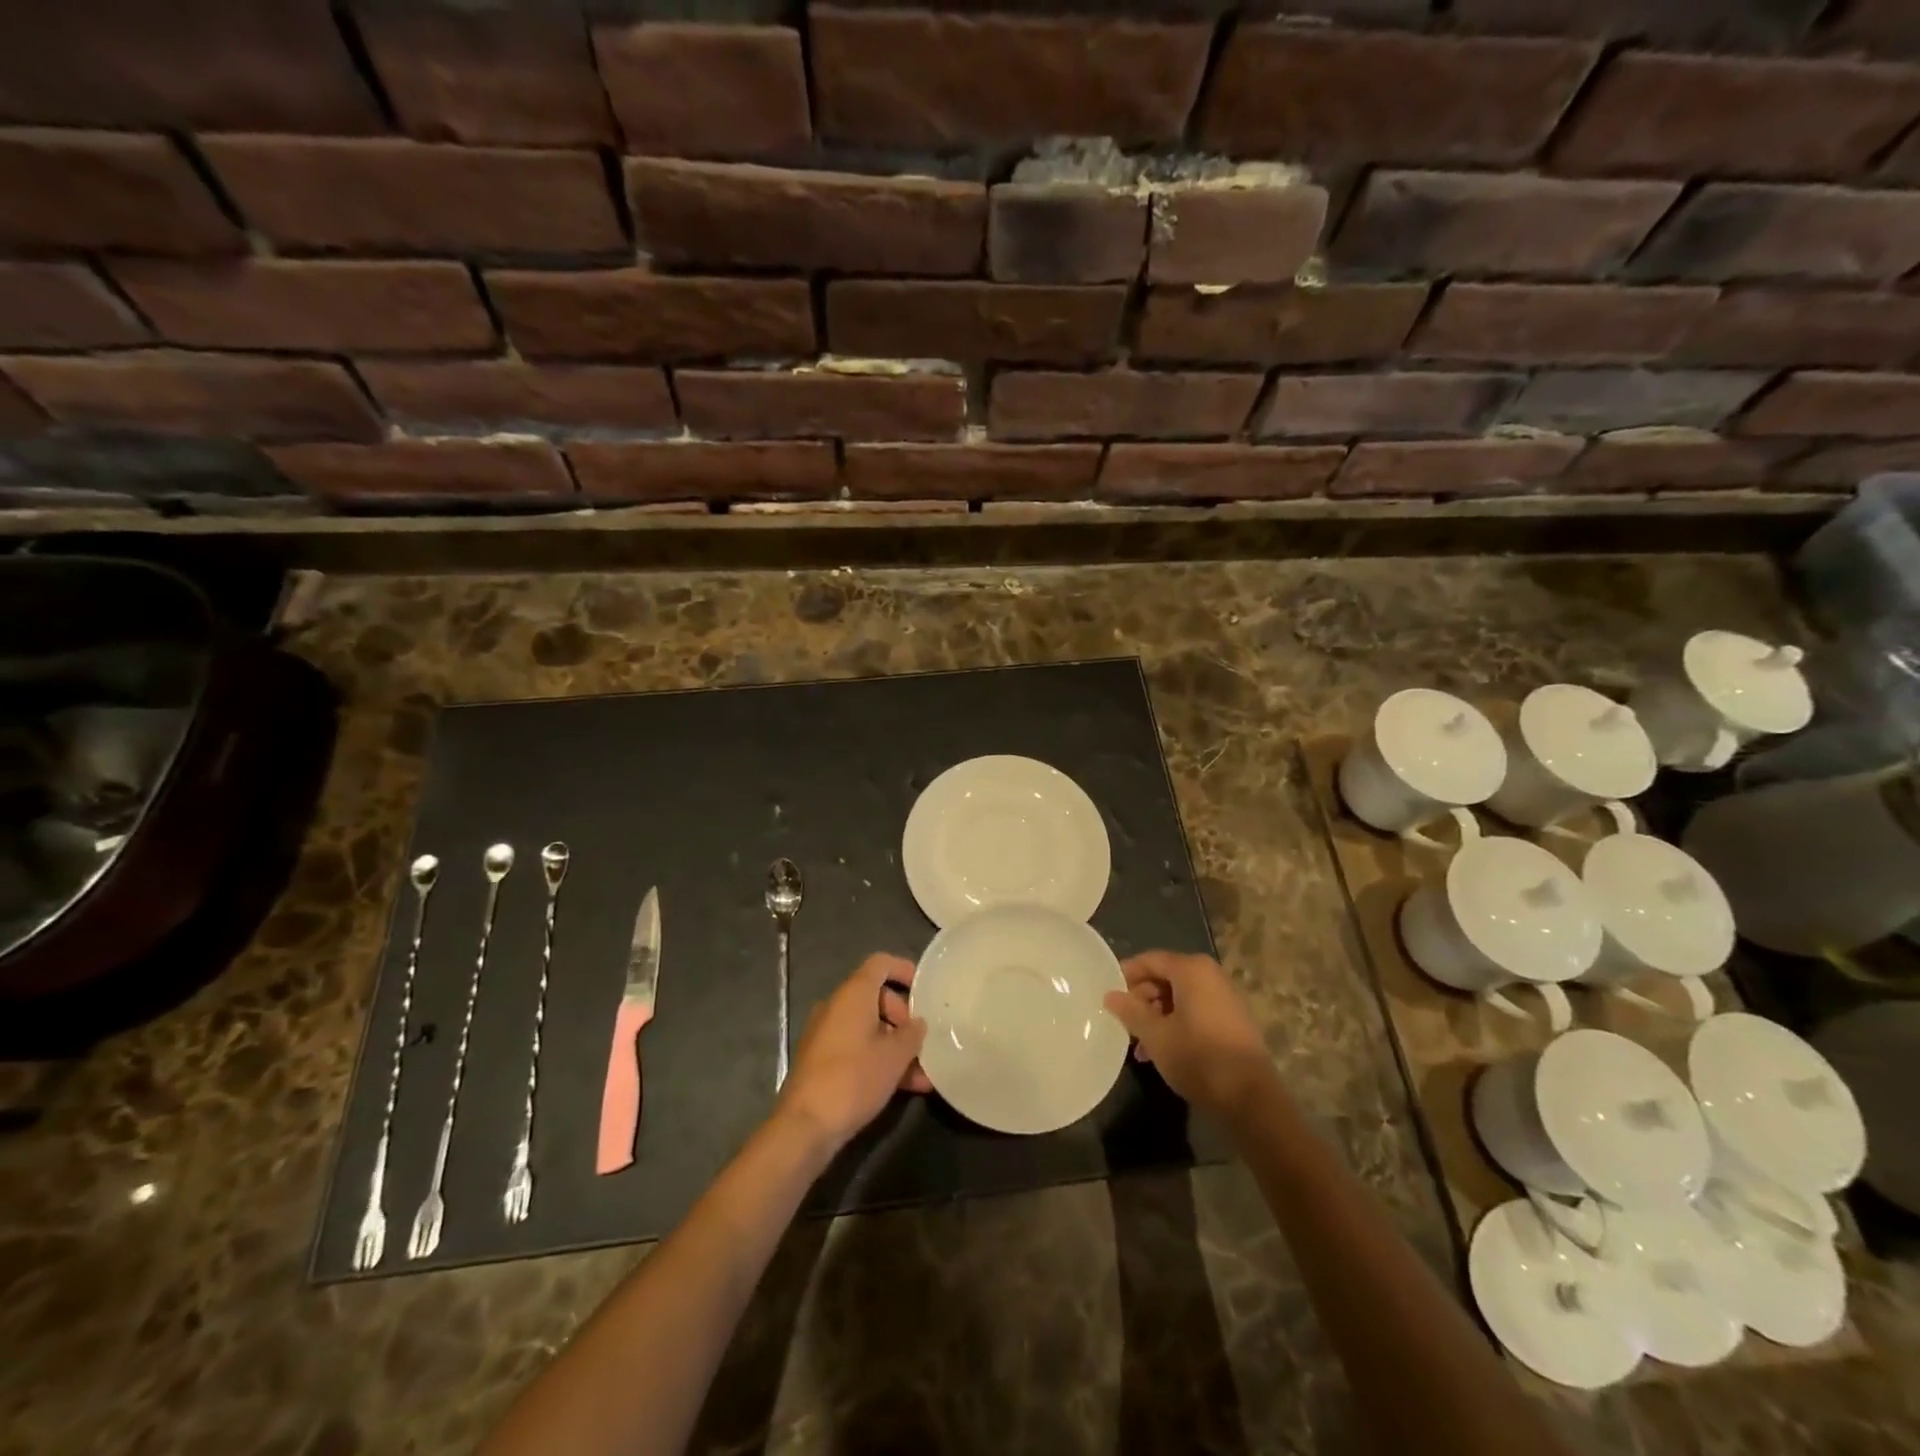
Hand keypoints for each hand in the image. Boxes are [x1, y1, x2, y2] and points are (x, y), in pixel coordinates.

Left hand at [777, 953, 930, 1148]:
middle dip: (903, 1017)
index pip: (880, 964)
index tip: (925, 988)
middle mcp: (836, 1007)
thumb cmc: (853, 1078)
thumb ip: (912, 1034)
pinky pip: (857, 1048)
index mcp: (852, 994)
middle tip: (922, 1041)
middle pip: (876, 997)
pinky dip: (880, 1059)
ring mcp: (826, 1034)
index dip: (904, 970)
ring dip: (896, 1045)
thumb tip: (917, 1023)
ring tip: (924, 1073)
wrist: (805, 1125)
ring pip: (869, 1028)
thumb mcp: (894, 1056)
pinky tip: (906, 1087)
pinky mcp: (822, 1060)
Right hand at [1103, 951, 1276, 1118]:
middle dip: (1142, 999)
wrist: (1251, 1098)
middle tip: (1123, 1022)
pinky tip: (1161, 1051)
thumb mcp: (1156, 1036)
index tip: (1108, 995)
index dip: (1126, 975)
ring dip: (1156, 1016)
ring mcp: (1224, 997)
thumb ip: (1131, 1011)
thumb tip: (1110, 995)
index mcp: (1192, 970)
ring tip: (1139, 1045)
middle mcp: (1210, 975)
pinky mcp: (1232, 1020)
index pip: (1150, 960)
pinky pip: (1195, 1010)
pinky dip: (1176, 1023)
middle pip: (1165, 977)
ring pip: (1179, 997)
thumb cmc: (1198, 1058)